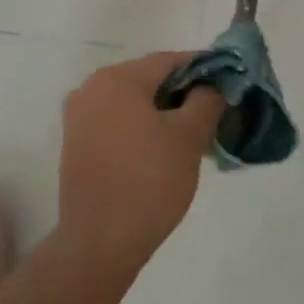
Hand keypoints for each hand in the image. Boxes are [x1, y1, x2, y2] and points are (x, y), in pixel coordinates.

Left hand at [58, 53, 224, 273]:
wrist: (99, 243)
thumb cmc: (148, 182)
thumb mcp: (189, 137)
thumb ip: (207, 100)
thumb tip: (213, 84)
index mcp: (116, 79)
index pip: (169, 61)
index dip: (203, 69)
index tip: (228, 85)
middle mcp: (91, 88)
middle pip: (148, 79)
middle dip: (183, 93)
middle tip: (213, 114)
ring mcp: (78, 117)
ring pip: (132, 102)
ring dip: (162, 112)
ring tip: (192, 136)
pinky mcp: (75, 143)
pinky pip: (116, 122)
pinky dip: (141, 128)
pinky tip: (162, 151)